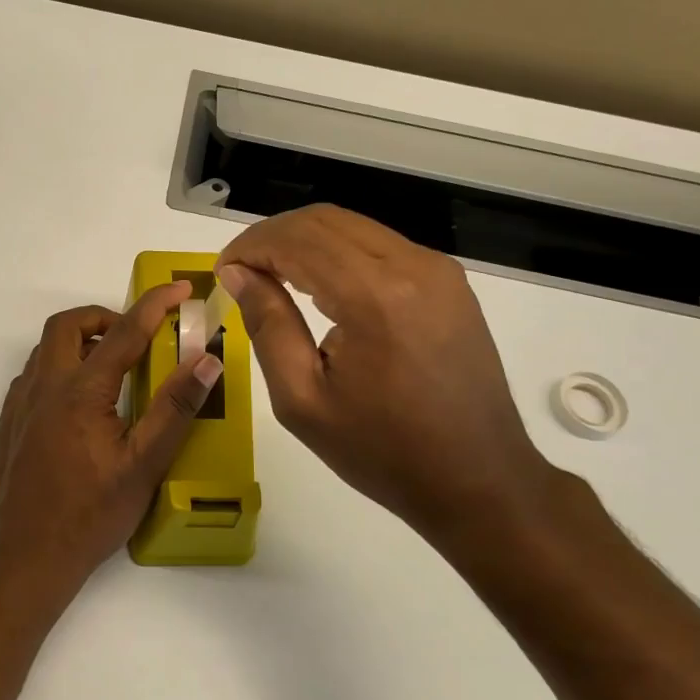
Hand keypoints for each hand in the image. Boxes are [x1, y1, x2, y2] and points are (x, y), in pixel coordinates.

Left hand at [0, 283, 223, 597]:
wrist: (25, 557)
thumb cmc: (90, 515)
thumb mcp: (143, 466)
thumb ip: (175, 409)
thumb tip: (206, 361)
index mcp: (81, 392)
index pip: (124, 333)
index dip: (154, 305)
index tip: (179, 289)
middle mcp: (44, 387)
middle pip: (68, 326)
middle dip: (103, 317)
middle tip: (135, 337)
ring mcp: (20, 405)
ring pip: (46, 349)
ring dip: (79, 342)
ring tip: (112, 368)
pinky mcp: (9, 424)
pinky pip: (33, 375)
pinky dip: (59, 368)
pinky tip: (80, 403)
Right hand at [215, 205, 560, 554]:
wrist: (477, 479)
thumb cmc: (381, 451)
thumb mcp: (303, 399)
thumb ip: (267, 326)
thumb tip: (238, 274)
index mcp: (374, 297)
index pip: (297, 240)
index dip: (250, 247)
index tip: (222, 273)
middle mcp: (412, 266)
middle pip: (324, 220)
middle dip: (272, 237)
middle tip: (240, 272)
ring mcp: (438, 270)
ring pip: (353, 227)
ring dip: (304, 242)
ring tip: (272, 277)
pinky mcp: (449, 282)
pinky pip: (380, 246)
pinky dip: (338, 253)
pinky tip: (319, 286)